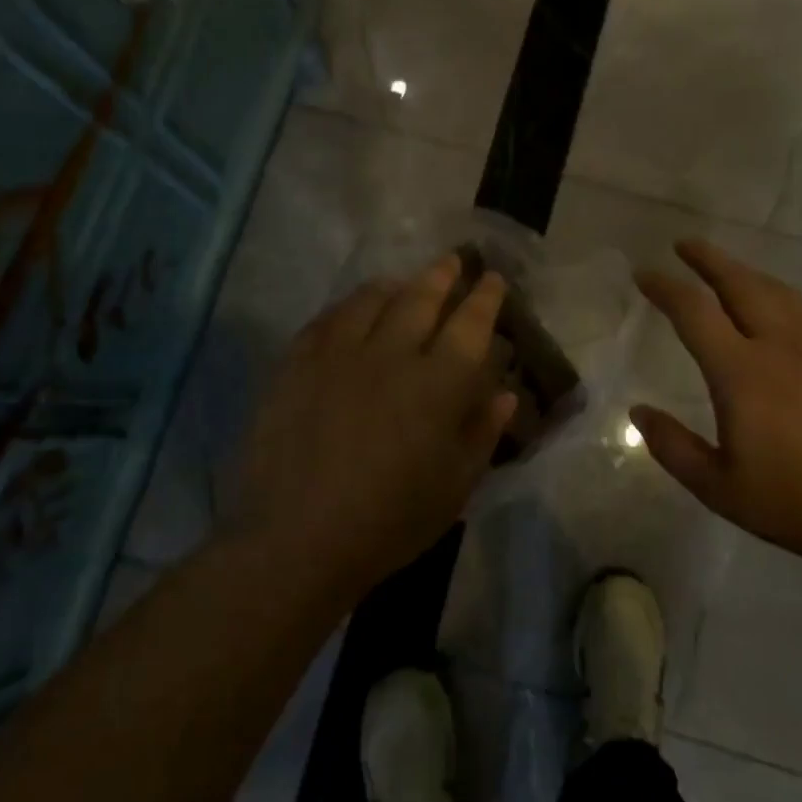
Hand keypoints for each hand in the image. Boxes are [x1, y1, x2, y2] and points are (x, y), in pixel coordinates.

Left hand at [222, 255, 518, 601]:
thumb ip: (482, 433)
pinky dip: (347, 307)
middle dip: (442, 275)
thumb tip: (505, 393)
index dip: (484, 297)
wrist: (296, 540)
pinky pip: (327, 319)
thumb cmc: (388, 522)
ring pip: (372, 299)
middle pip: (421, 298)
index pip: (470, 324)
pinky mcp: (297, 363)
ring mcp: (339, 353)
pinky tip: (351, 310)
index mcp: (437, 384)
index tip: (493, 278)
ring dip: (395, 285)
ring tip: (403, 282)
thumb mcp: (453, 488)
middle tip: (453, 261)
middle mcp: (391, 354)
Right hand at [632, 239, 801, 579]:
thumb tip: (639, 412)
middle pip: (740, 283)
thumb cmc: (798, 504)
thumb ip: (673, 447)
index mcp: (743, 373)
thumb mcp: (720, 489)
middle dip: (708, 259)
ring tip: (727, 270)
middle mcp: (782, 344)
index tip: (644, 273)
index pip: (694, 311)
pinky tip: (781, 311)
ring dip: (746, 273)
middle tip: (685, 244)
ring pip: (778, 291)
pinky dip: (782, 299)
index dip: (665, 287)